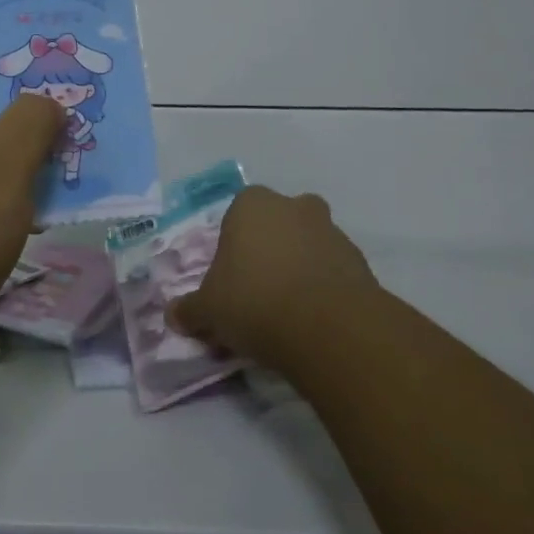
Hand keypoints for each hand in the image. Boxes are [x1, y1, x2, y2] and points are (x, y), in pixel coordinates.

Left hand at [0, 42, 64, 342]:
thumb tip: (45, 103)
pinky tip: (45, 210)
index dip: (9, 50)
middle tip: (77, 113)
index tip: (53, 64)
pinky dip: (9, 193)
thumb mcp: (4, 161)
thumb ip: (32, 118)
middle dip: (30, 107)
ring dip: (26, 153)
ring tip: (74, 160)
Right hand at [168, 186, 377, 371]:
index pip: (236, 214)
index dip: (232, 245)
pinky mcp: (361, 263)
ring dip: (301, 268)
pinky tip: (314, 322)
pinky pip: (334, 271)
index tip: (230, 278)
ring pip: (310, 244)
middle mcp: (293, 207)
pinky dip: (325, 289)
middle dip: (271, 248)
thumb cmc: (254, 301)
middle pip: (279, 223)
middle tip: (260, 288)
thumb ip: (190, 309)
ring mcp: (332, 232)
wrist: (328, 328)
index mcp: (252, 205)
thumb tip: (173, 315)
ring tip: (288, 312)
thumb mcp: (209, 310)